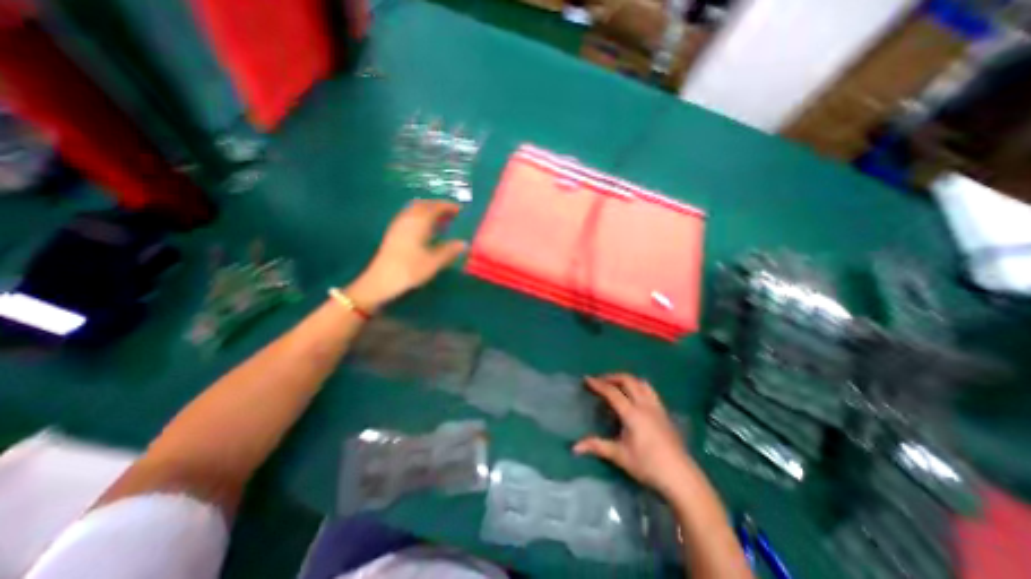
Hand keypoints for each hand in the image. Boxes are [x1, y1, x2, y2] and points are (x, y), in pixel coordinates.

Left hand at [346, 198, 468, 310]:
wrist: (381, 280)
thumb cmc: (410, 270)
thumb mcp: (434, 262)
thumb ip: (450, 250)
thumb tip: (464, 243)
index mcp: (419, 222)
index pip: (436, 207)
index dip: (448, 206)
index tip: (460, 210)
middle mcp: (408, 218)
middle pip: (424, 204)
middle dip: (438, 206)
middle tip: (451, 213)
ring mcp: (398, 224)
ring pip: (415, 209)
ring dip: (428, 210)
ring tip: (440, 220)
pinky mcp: (393, 232)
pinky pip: (409, 216)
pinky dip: (420, 216)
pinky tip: (425, 229)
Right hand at [578, 375, 696, 496]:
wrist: (682, 477)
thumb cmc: (648, 466)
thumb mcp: (620, 456)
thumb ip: (597, 446)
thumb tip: (574, 447)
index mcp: (632, 413)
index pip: (612, 392)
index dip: (598, 384)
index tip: (586, 379)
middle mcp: (645, 405)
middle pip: (628, 381)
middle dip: (612, 377)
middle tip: (600, 381)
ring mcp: (657, 407)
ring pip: (641, 383)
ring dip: (626, 379)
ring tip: (617, 385)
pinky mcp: (664, 412)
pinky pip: (649, 390)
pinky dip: (638, 386)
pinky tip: (634, 397)